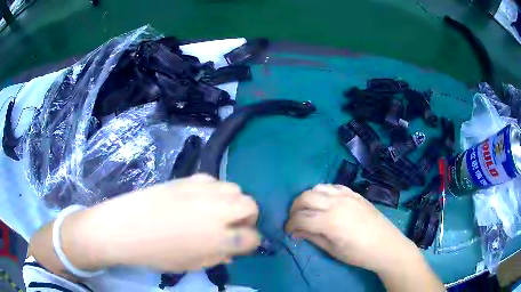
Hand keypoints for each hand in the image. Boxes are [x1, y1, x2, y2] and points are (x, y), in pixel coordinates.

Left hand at [63, 174, 260, 271]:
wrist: (126, 227)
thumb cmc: (157, 254)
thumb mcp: (193, 264)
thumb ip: (218, 256)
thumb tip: (230, 248)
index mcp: (219, 238)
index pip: (253, 237)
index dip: (250, 242)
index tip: (242, 245)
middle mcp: (217, 211)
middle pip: (251, 205)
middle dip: (248, 218)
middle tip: (233, 227)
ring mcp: (202, 190)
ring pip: (235, 189)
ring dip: (232, 202)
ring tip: (216, 211)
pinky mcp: (188, 178)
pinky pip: (213, 180)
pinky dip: (214, 191)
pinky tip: (200, 199)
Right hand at [285, 184, 418, 273]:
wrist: (385, 244)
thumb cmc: (358, 253)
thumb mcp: (332, 250)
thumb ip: (312, 237)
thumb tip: (296, 232)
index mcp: (329, 221)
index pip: (300, 218)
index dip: (290, 225)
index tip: (288, 231)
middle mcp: (335, 203)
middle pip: (305, 197)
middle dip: (294, 208)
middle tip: (295, 220)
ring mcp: (346, 195)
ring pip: (317, 188)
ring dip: (307, 198)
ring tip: (308, 210)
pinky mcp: (354, 193)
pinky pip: (333, 186)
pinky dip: (323, 192)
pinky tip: (325, 202)